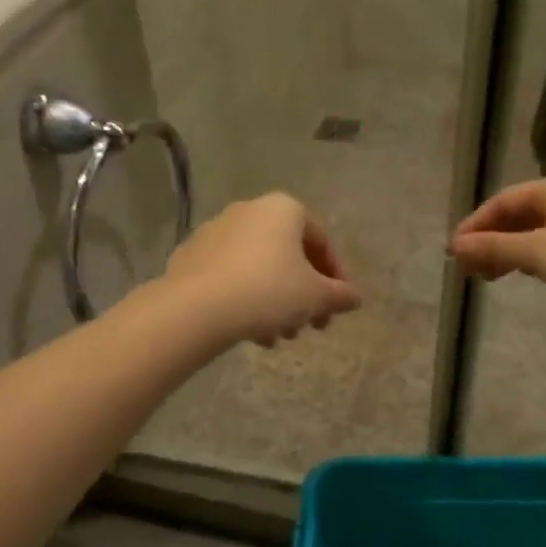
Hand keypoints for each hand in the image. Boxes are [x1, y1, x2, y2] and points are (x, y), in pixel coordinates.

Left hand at [163, 193, 362, 346]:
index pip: (320, 242)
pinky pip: (229, 276)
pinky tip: (249, 330)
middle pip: (287, 256)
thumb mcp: (315, 297)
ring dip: (275, 303)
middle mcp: (249, 210)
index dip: (335, 278)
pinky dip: (244, 299)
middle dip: (301, 295)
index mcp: (283, 209)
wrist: (197, 307)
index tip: (337, 308)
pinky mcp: (190, 256)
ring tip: (278, 337)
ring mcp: (215, 231)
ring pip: (258, 268)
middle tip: (309, 327)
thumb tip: (355, 298)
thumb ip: (339, 295)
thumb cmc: (268, 291)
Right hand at [450, 175, 545, 319]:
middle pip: (516, 215)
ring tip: (486, 276)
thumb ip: (493, 247)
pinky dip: (527, 256)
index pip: (501, 202)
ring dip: (505, 251)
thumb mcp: (535, 253)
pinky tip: (518, 273)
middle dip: (488, 241)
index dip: (474, 226)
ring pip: (531, 231)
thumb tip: (455, 246)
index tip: (454, 251)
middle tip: (467, 268)